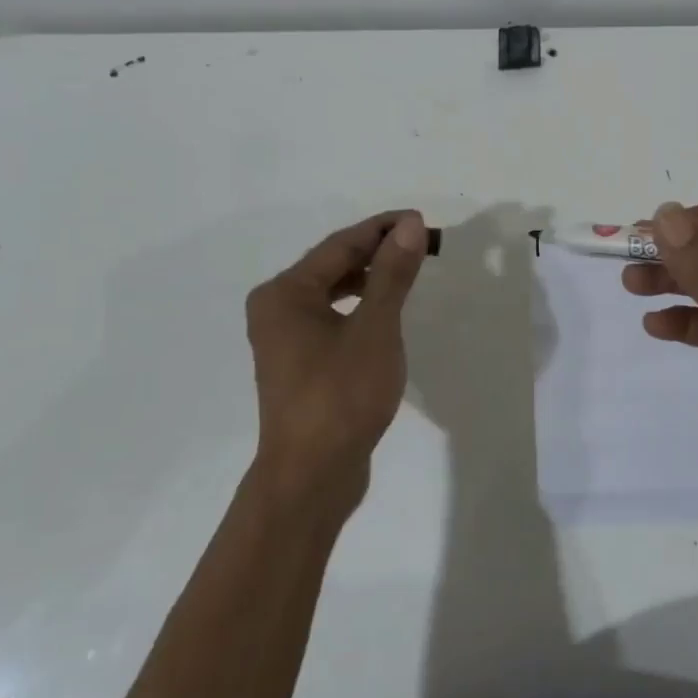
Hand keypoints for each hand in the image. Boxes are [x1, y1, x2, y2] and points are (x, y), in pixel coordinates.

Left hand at [244, 211, 428, 514]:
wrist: (310, 478)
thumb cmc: (341, 396)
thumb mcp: (375, 329)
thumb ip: (391, 274)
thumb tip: (408, 225)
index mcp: (285, 293)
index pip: (340, 245)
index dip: (382, 229)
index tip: (420, 219)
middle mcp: (276, 308)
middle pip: (333, 265)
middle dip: (377, 251)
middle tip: (421, 243)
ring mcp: (284, 338)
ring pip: (332, 292)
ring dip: (370, 278)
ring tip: (407, 271)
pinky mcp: (298, 364)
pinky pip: (331, 317)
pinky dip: (359, 307)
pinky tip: (384, 312)